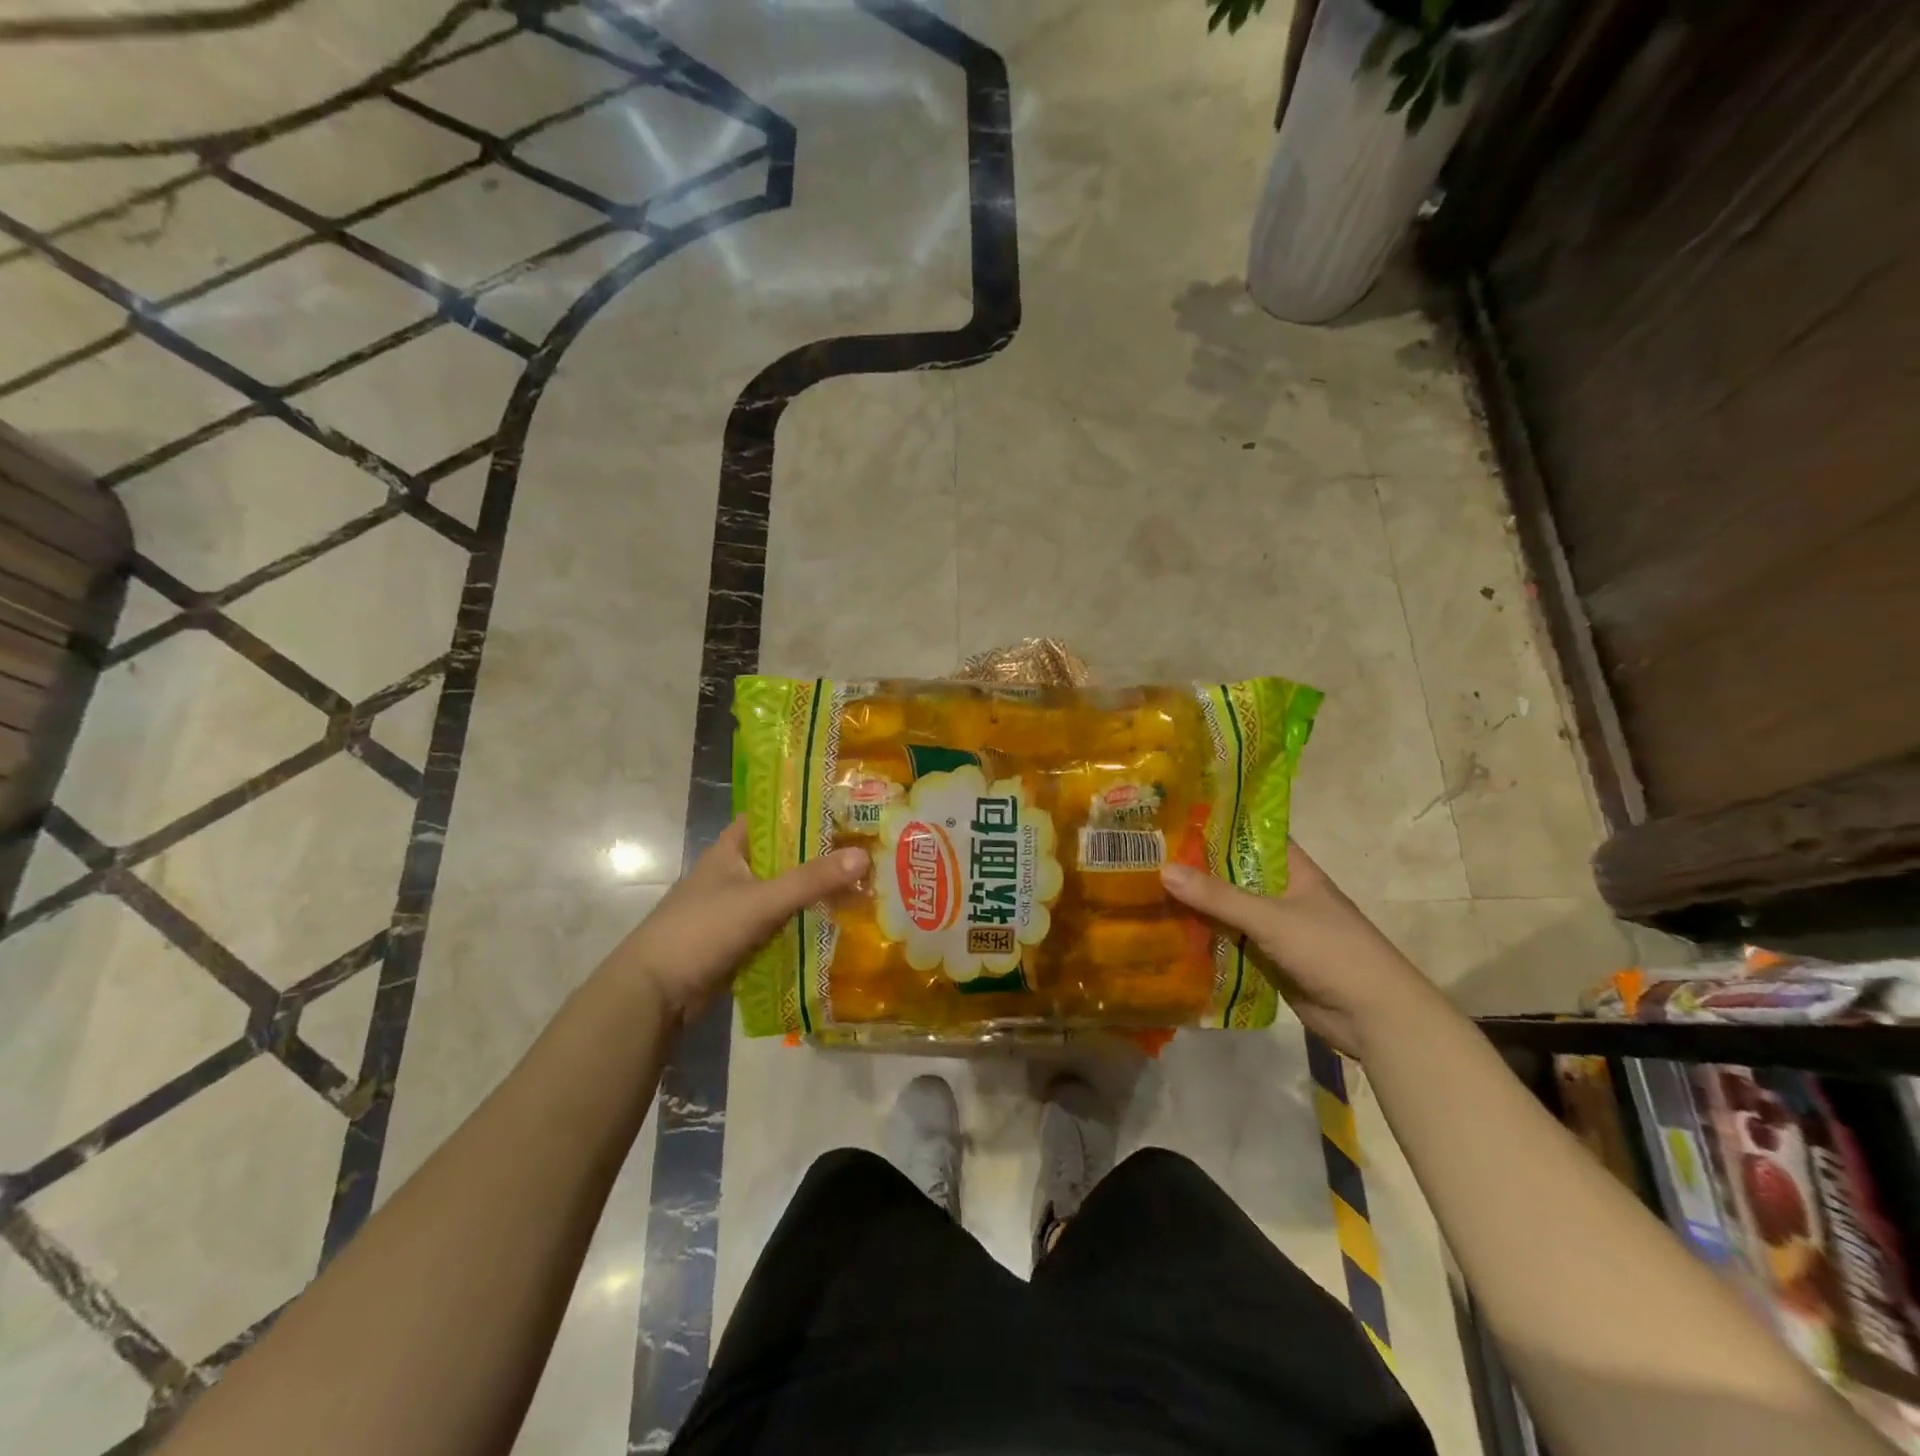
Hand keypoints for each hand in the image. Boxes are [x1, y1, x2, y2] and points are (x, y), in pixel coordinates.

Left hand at [605, 817, 867, 1023]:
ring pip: (784, 892)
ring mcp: (736, 908)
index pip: (771, 817)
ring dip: (814, 892)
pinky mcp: (740, 940)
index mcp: (730, 850)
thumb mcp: (761, 901)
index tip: (844, 808)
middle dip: (820, 856)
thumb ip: (811, 880)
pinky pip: (779, 924)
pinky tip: (836, 924)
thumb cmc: (702, 931)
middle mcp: (734, 873)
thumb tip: (864, 855)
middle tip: (866, 849)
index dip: (804, 810)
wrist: (654, 993)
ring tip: (862, 885)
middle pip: (784, 857)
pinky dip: (802, 923)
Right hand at [1160, 842, 1445, 1054]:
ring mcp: (1276, 929)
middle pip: (1234, 874)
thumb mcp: (1271, 918)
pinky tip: (1169, 934)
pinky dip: (1206, 939)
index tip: (1176, 816)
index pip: (1253, 836)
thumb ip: (1219, 897)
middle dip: (1197, 867)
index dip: (1219, 825)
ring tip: (1146, 890)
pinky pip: (1231, 942)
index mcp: (1294, 871)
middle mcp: (1283, 894)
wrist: (1373, 1017)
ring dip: (1198, 906)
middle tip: (1148, 855)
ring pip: (1229, 910)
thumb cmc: (1330, 951)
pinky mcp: (1269, 960)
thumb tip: (1163, 870)